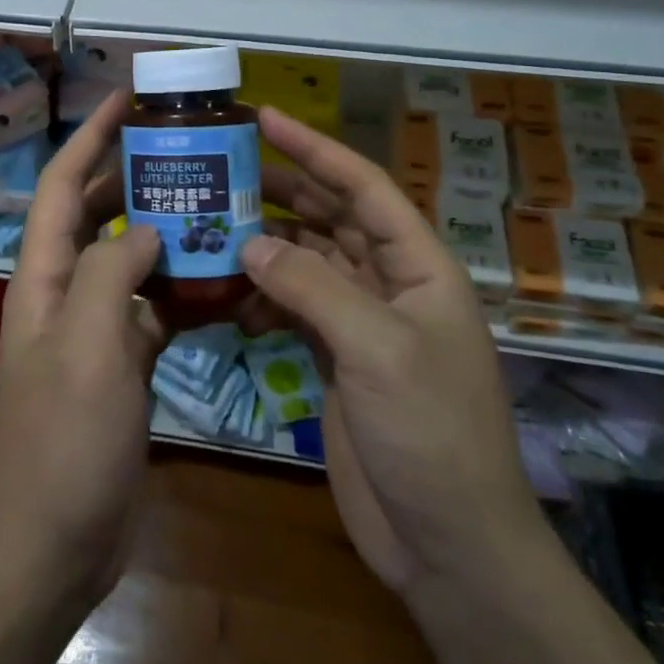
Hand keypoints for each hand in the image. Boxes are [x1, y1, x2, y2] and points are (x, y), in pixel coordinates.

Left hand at [0, 90, 165, 605]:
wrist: (55, 542)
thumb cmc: (65, 441)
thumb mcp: (87, 346)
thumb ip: (110, 273)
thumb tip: (144, 230)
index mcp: (43, 276)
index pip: (63, 185)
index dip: (90, 136)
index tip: (128, 100)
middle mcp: (63, 291)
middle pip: (96, 214)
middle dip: (133, 176)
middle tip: (187, 153)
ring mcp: (93, 327)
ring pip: (128, 258)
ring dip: (163, 230)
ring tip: (214, 205)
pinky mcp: (121, 360)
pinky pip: (152, 306)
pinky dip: (181, 288)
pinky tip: (222, 280)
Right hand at [241, 107, 540, 599]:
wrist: (449, 546)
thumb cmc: (430, 433)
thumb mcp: (376, 349)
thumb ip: (311, 286)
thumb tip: (250, 242)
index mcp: (419, 266)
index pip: (363, 186)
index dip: (315, 147)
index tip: (265, 117)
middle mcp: (391, 283)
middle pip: (332, 217)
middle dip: (284, 190)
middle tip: (225, 169)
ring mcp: (362, 322)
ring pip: (309, 260)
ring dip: (268, 243)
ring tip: (214, 225)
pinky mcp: (336, 358)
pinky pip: (294, 307)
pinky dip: (263, 297)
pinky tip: (229, 297)